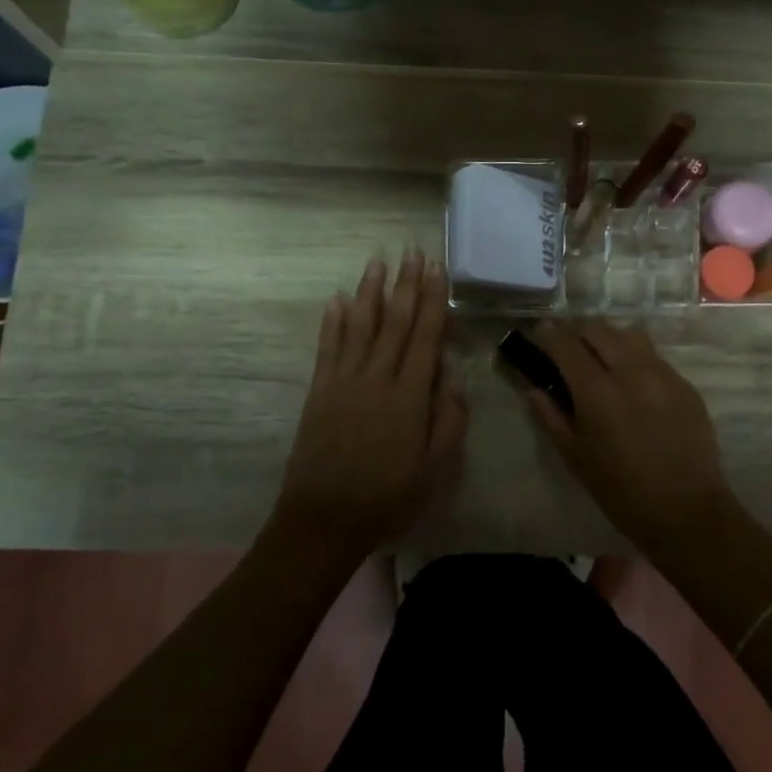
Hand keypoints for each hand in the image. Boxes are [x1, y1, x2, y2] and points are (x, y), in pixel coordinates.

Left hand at [270, 249, 467, 562]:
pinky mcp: (319, 392)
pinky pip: (328, 348)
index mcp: (409, 396)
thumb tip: (452, 375)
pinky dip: (333, 321)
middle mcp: (376, 378)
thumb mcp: (436, 470)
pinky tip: (338, 299)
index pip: (425, 336)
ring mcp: (344, 382)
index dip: (432, 300)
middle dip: (406, 284)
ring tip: (377, 261)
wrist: (323, 520)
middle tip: (412, 251)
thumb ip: (449, 420)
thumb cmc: (388, 498)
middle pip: (394, 322)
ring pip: (360, 326)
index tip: (436, 269)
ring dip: (370, 291)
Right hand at [523, 321, 738, 557]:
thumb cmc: (620, 491)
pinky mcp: (684, 384)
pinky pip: (654, 355)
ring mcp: (662, 374)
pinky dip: (634, 355)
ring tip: (599, 354)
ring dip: (607, 336)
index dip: (548, 336)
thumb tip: (534, 389)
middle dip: (577, 330)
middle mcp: (630, 371)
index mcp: (597, 391)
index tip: (538, 336)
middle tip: (566, 345)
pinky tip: (631, 377)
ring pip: (629, 334)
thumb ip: (550, 417)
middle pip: (598, 328)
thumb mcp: (575, 457)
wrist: (686, 511)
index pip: (566, 344)